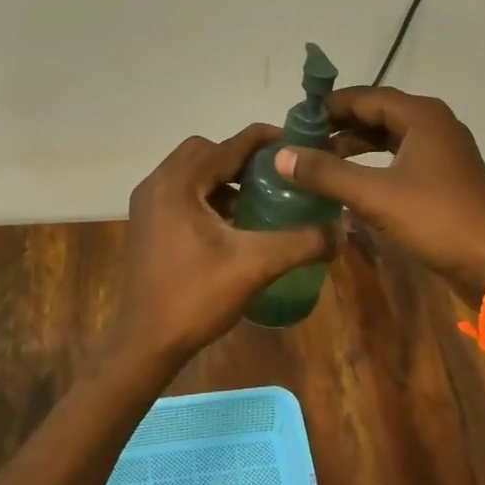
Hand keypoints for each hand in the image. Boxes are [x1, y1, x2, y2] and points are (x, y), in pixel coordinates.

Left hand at [110, 124, 334, 365]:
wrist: (142, 345)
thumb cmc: (194, 298)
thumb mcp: (255, 266)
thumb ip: (300, 243)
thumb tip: (341, 230)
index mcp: (179, 183)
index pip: (229, 145)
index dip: (265, 140)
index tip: (297, 142)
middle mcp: (158, 183)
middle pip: (206, 150)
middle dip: (241, 157)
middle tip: (274, 174)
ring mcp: (147, 203)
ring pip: (191, 170)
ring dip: (223, 176)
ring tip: (257, 197)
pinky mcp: (146, 222)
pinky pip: (181, 191)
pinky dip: (207, 194)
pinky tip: (230, 222)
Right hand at [274, 87, 484, 295]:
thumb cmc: (436, 219)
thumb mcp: (374, 195)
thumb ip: (326, 173)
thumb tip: (280, 155)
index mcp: (421, 115)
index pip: (365, 97)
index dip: (329, 106)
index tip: (296, 119)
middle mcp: (434, 123)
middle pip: (378, 113)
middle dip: (340, 125)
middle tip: (304, 139)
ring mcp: (444, 150)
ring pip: (390, 136)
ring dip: (357, 144)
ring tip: (321, 159)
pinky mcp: (446, 175)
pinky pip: (402, 156)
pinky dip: (375, 162)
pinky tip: (353, 180)